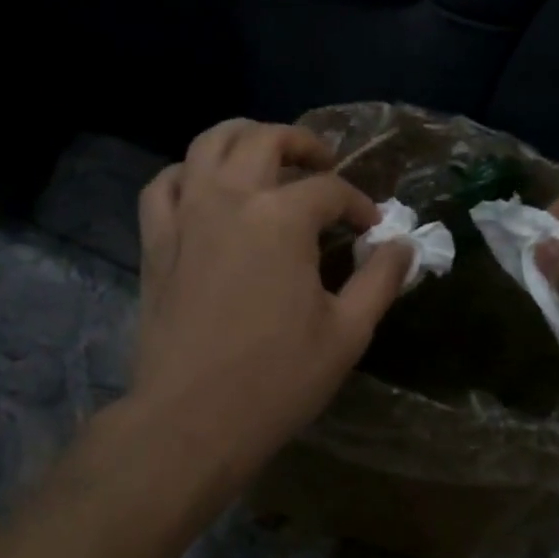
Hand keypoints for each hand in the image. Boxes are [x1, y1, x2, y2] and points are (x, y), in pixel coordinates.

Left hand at [129, 119, 412, 489]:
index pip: (330, 190)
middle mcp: (230, 198)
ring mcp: (185, 215)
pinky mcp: (155, 241)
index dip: (358, 204)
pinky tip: (205, 188)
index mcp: (282, 218)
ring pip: (207, 144)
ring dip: (242, 138)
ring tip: (265, 156)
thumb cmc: (277, 379)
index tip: (372, 228)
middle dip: (302, 144)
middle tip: (323, 164)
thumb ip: (380, 280)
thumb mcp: (348, 332)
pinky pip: (164, 184)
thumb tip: (402, 245)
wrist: (191, 419)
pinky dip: (188, 173)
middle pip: (265, 140)